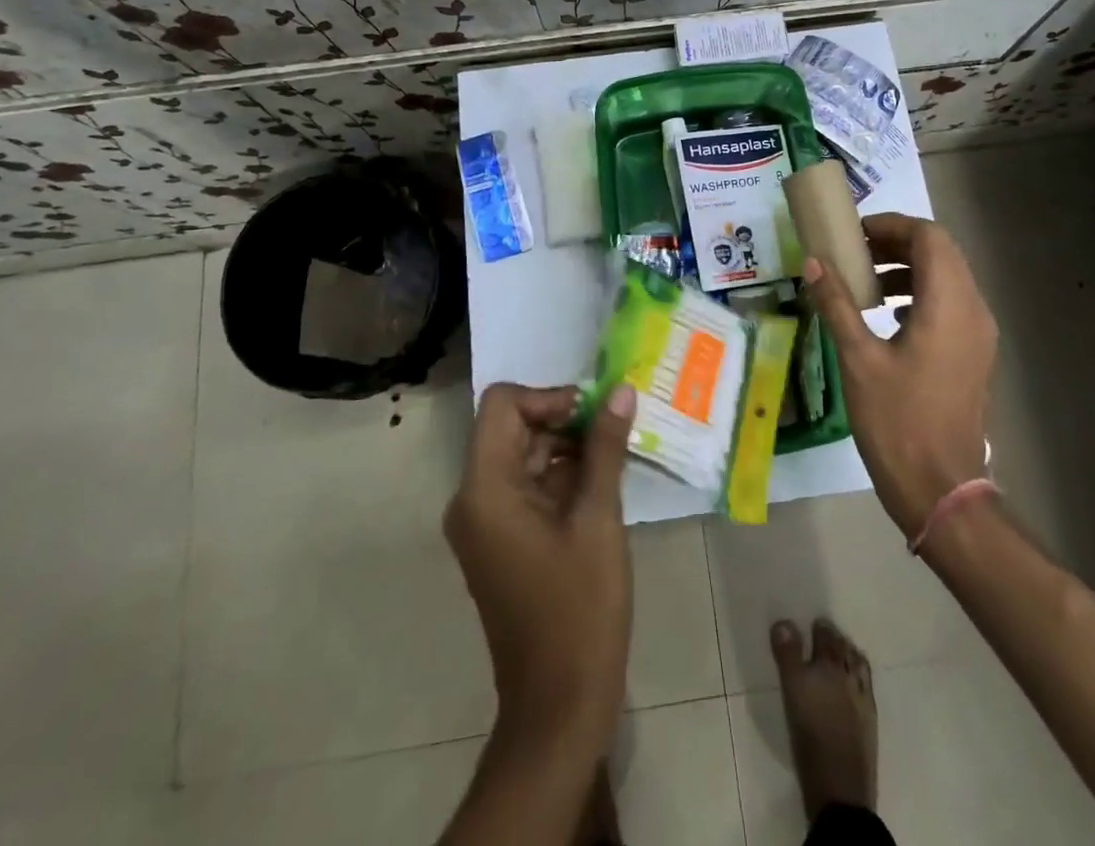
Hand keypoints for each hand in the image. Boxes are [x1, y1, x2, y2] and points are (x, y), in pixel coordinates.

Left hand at [444, 382, 636, 748]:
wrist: (560, 704)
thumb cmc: (580, 607)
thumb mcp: (598, 517)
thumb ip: (605, 447)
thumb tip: (621, 391)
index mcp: (485, 488)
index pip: (502, 404)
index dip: (548, 397)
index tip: (592, 413)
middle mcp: (473, 498)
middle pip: (512, 428)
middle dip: (563, 420)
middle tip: (613, 429)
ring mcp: (484, 522)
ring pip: (523, 455)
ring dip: (566, 447)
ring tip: (615, 455)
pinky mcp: (500, 540)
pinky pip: (526, 486)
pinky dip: (560, 476)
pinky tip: (601, 483)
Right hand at [801, 213, 995, 536]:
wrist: (940, 490)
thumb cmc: (897, 421)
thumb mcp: (858, 358)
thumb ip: (837, 303)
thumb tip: (813, 262)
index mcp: (949, 305)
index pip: (929, 237)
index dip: (891, 226)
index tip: (854, 235)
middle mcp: (973, 310)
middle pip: (942, 252)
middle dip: (898, 243)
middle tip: (855, 253)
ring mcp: (979, 334)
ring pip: (949, 277)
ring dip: (909, 267)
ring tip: (866, 281)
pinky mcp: (975, 354)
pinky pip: (951, 303)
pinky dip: (921, 293)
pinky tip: (888, 314)